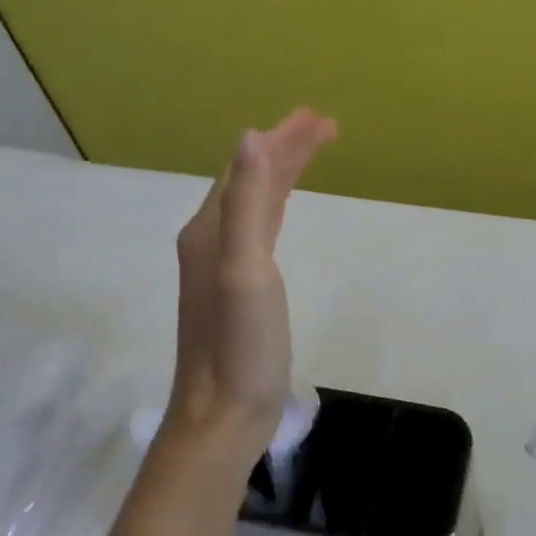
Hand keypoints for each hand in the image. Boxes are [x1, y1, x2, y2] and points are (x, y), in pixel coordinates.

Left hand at [166, 109, 335, 457]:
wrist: (222, 415)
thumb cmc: (240, 346)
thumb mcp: (245, 271)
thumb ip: (247, 205)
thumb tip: (250, 138)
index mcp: (211, 230)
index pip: (247, 167)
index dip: (282, 139)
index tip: (320, 119)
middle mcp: (211, 240)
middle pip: (249, 180)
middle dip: (285, 149)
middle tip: (324, 127)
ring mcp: (221, 267)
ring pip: (254, 204)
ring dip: (281, 174)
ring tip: (310, 153)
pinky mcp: (237, 290)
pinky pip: (258, 230)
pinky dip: (275, 207)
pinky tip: (282, 210)